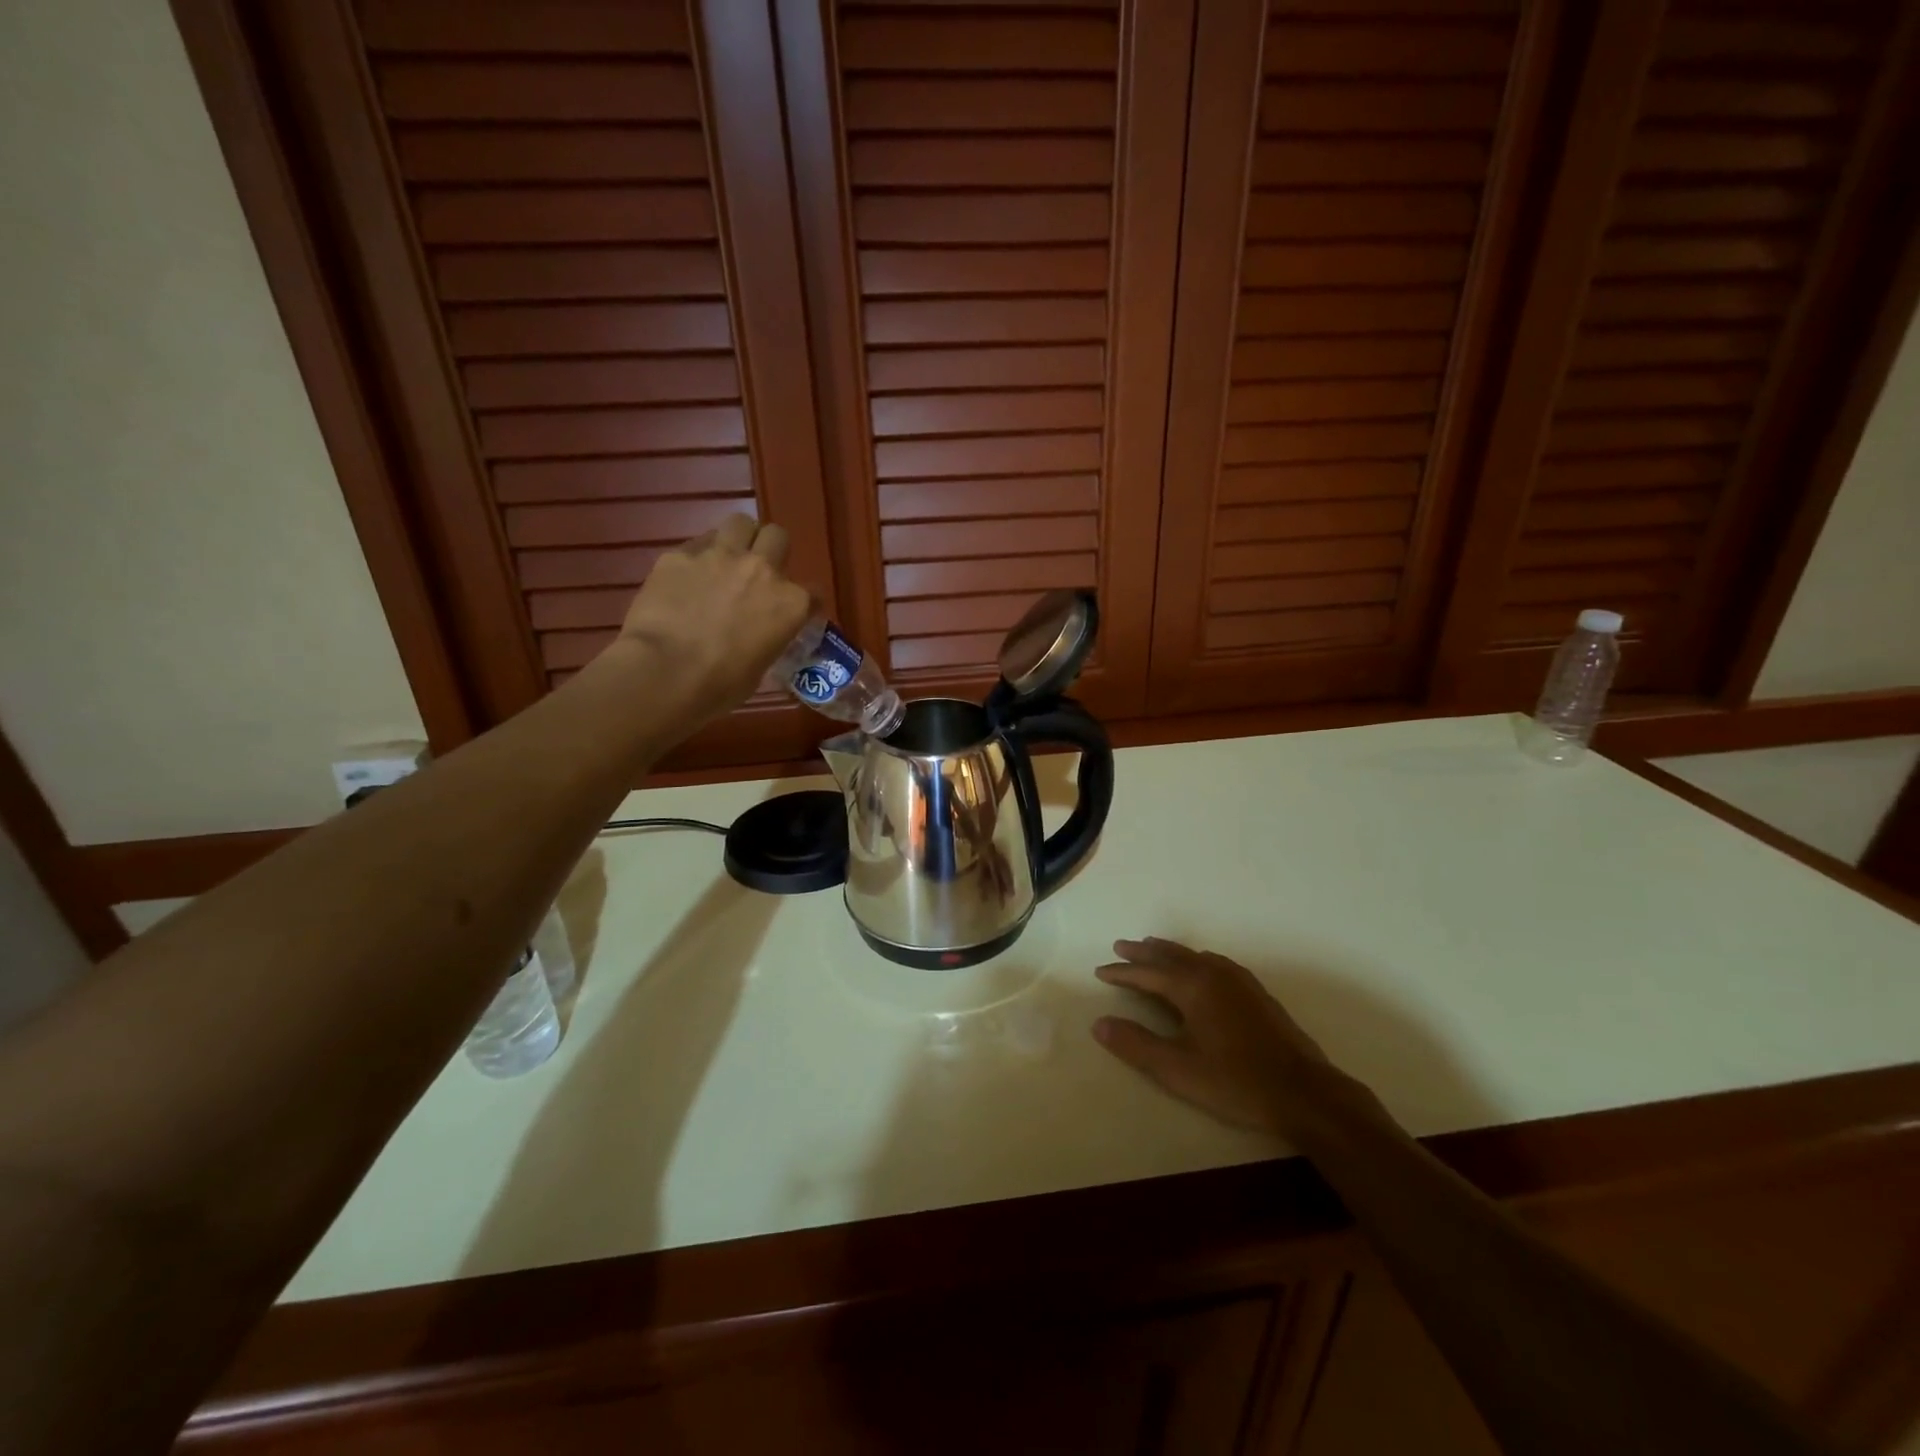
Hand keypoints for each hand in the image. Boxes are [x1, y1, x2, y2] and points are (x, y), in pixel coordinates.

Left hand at [611, 515, 812, 726]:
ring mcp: (720, 556)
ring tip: (726, 560)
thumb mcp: (760, 667)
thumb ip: (766, 639)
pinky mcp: (679, 554)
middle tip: (757, 573)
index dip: (804, 602)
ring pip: (740, 523)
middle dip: (771, 551)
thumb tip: (756, 636)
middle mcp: (762, 570)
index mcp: (790, 604)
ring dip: (739, 539)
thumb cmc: (719, 686)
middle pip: (778, 537)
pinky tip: (687, 577)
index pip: (813, 592)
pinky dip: (698, 557)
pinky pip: (696, 544)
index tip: (793, 612)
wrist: (664, 673)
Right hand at [1093, 938, 1371, 1136]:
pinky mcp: (1255, 992)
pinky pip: (1214, 962)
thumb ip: (1136, 1045)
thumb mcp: (1177, 1069)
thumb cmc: (1235, 1081)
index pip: (1147, 973)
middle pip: (1171, 955)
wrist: (1304, 1092)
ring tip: (1153, 948)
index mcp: (1192, 986)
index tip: (1100, 972)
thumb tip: (1099, 1023)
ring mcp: (1238, 980)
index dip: (1122, 973)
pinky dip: (1194, 958)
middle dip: (1143, 952)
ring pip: (1194, 955)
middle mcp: (1213, 973)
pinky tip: (1199, 967)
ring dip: (1169, 951)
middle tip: (1120, 946)